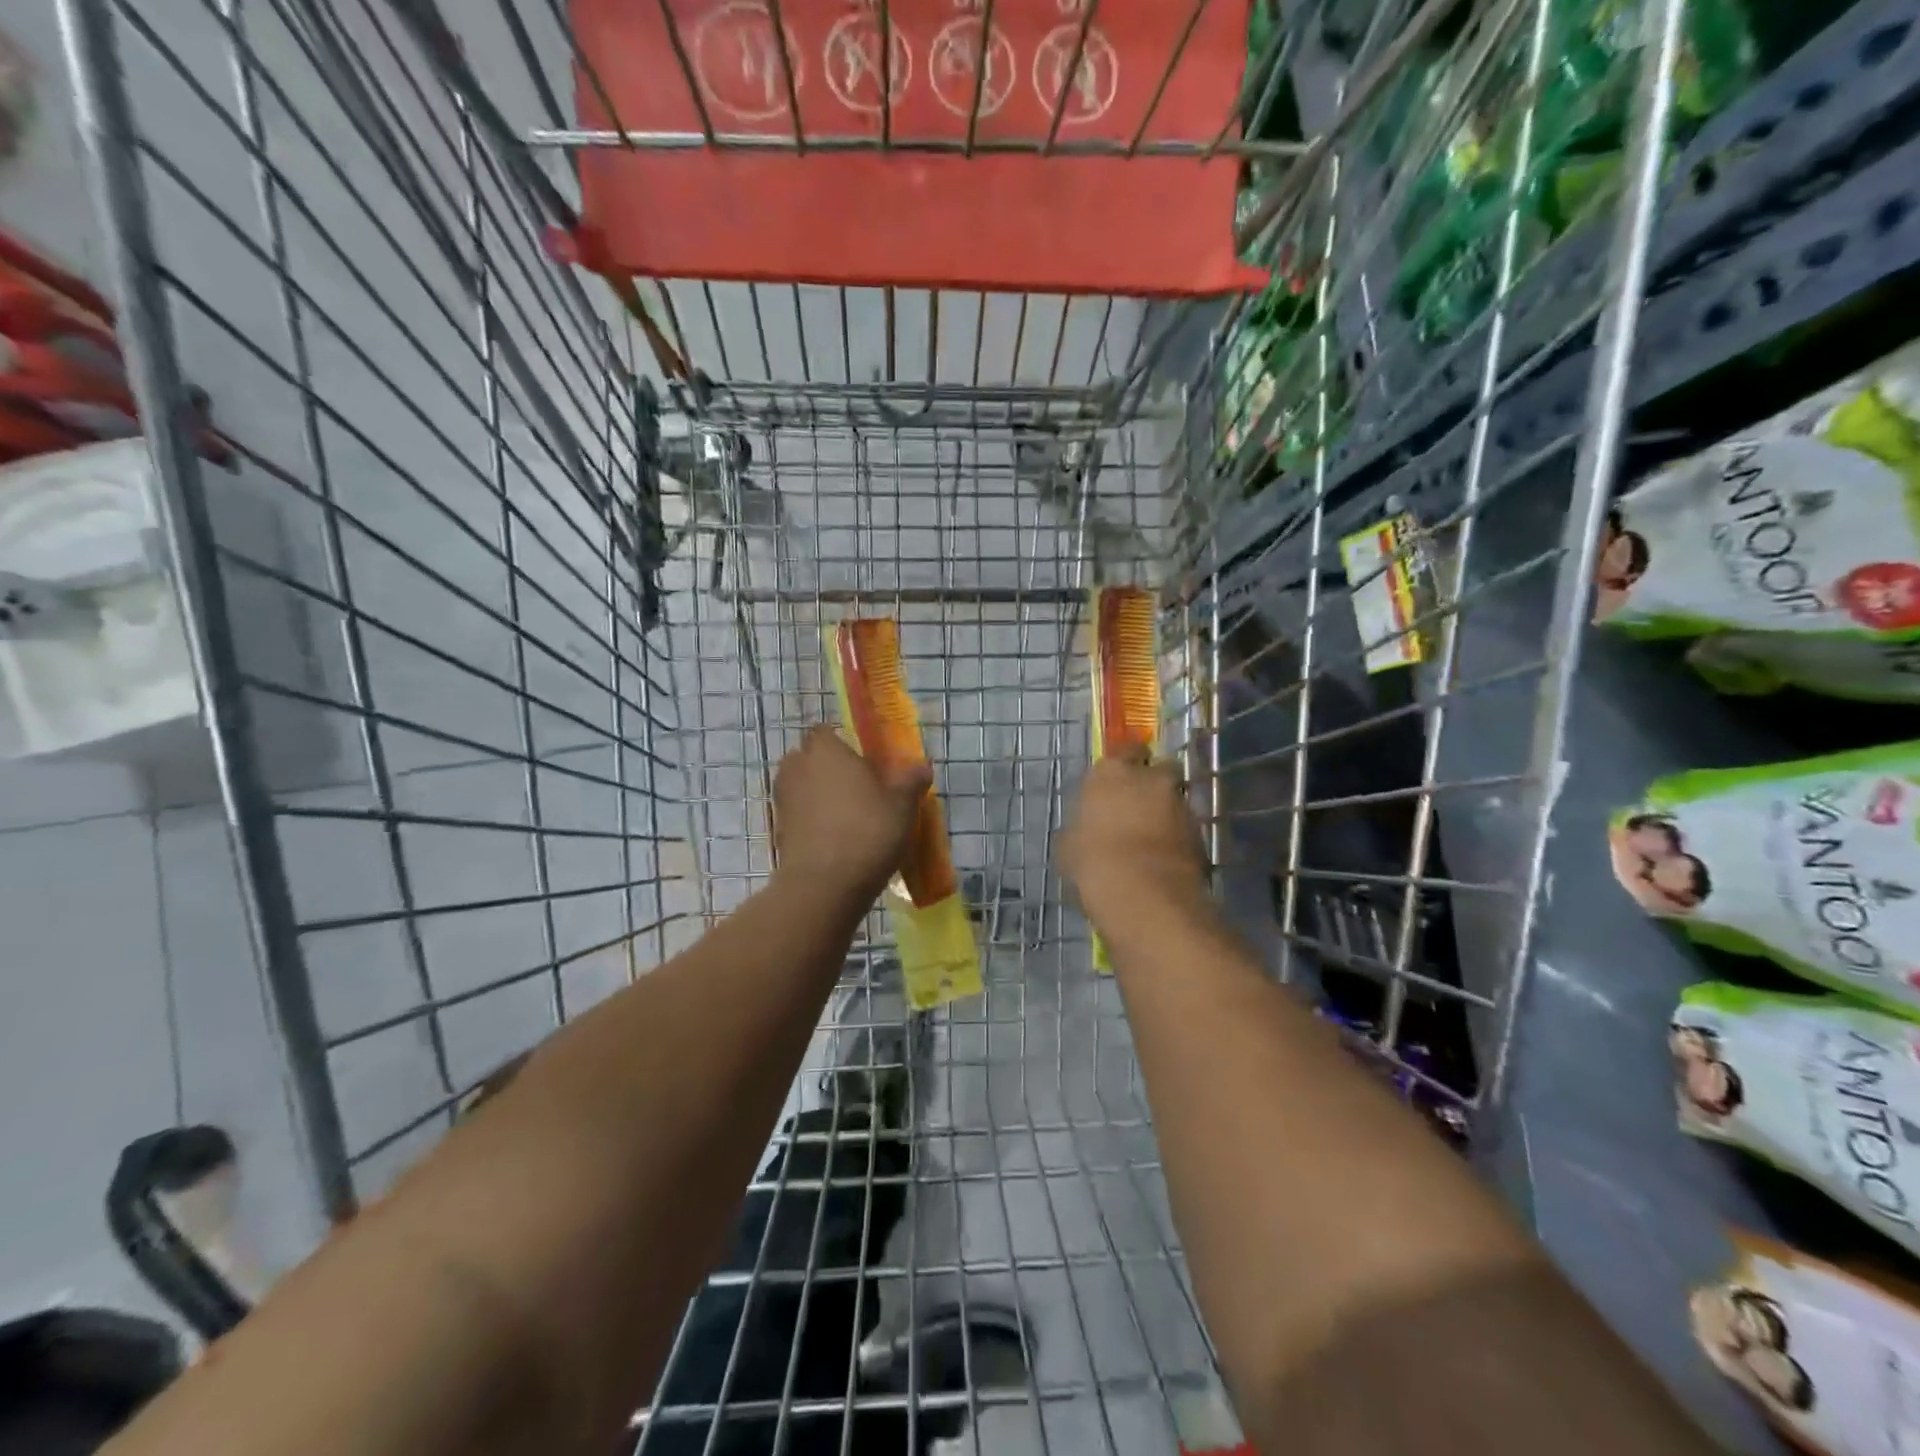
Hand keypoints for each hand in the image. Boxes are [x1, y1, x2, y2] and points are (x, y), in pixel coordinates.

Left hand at [773, 725, 933, 902]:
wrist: (824, 885)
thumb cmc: (867, 831)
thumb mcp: (902, 805)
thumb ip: (911, 780)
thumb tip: (923, 765)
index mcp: (825, 750)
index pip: (824, 731)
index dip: (840, 743)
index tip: (861, 761)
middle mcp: (797, 767)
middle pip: (808, 757)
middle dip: (827, 768)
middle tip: (856, 788)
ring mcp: (783, 798)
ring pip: (800, 786)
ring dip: (816, 794)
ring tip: (846, 815)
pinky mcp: (778, 828)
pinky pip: (796, 813)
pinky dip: (810, 820)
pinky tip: (833, 838)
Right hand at [1061, 751, 1209, 923]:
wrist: (1143, 895)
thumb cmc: (1093, 862)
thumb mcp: (1069, 845)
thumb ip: (1081, 826)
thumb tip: (1085, 830)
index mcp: (1111, 773)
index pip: (1125, 750)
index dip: (1125, 763)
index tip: (1119, 780)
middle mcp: (1150, 779)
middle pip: (1158, 770)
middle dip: (1152, 783)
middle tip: (1138, 806)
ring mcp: (1180, 804)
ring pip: (1175, 799)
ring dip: (1166, 812)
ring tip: (1151, 839)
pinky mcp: (1200, 832)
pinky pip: (1186, 827)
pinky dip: (1178, 837)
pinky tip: (1164, 858)